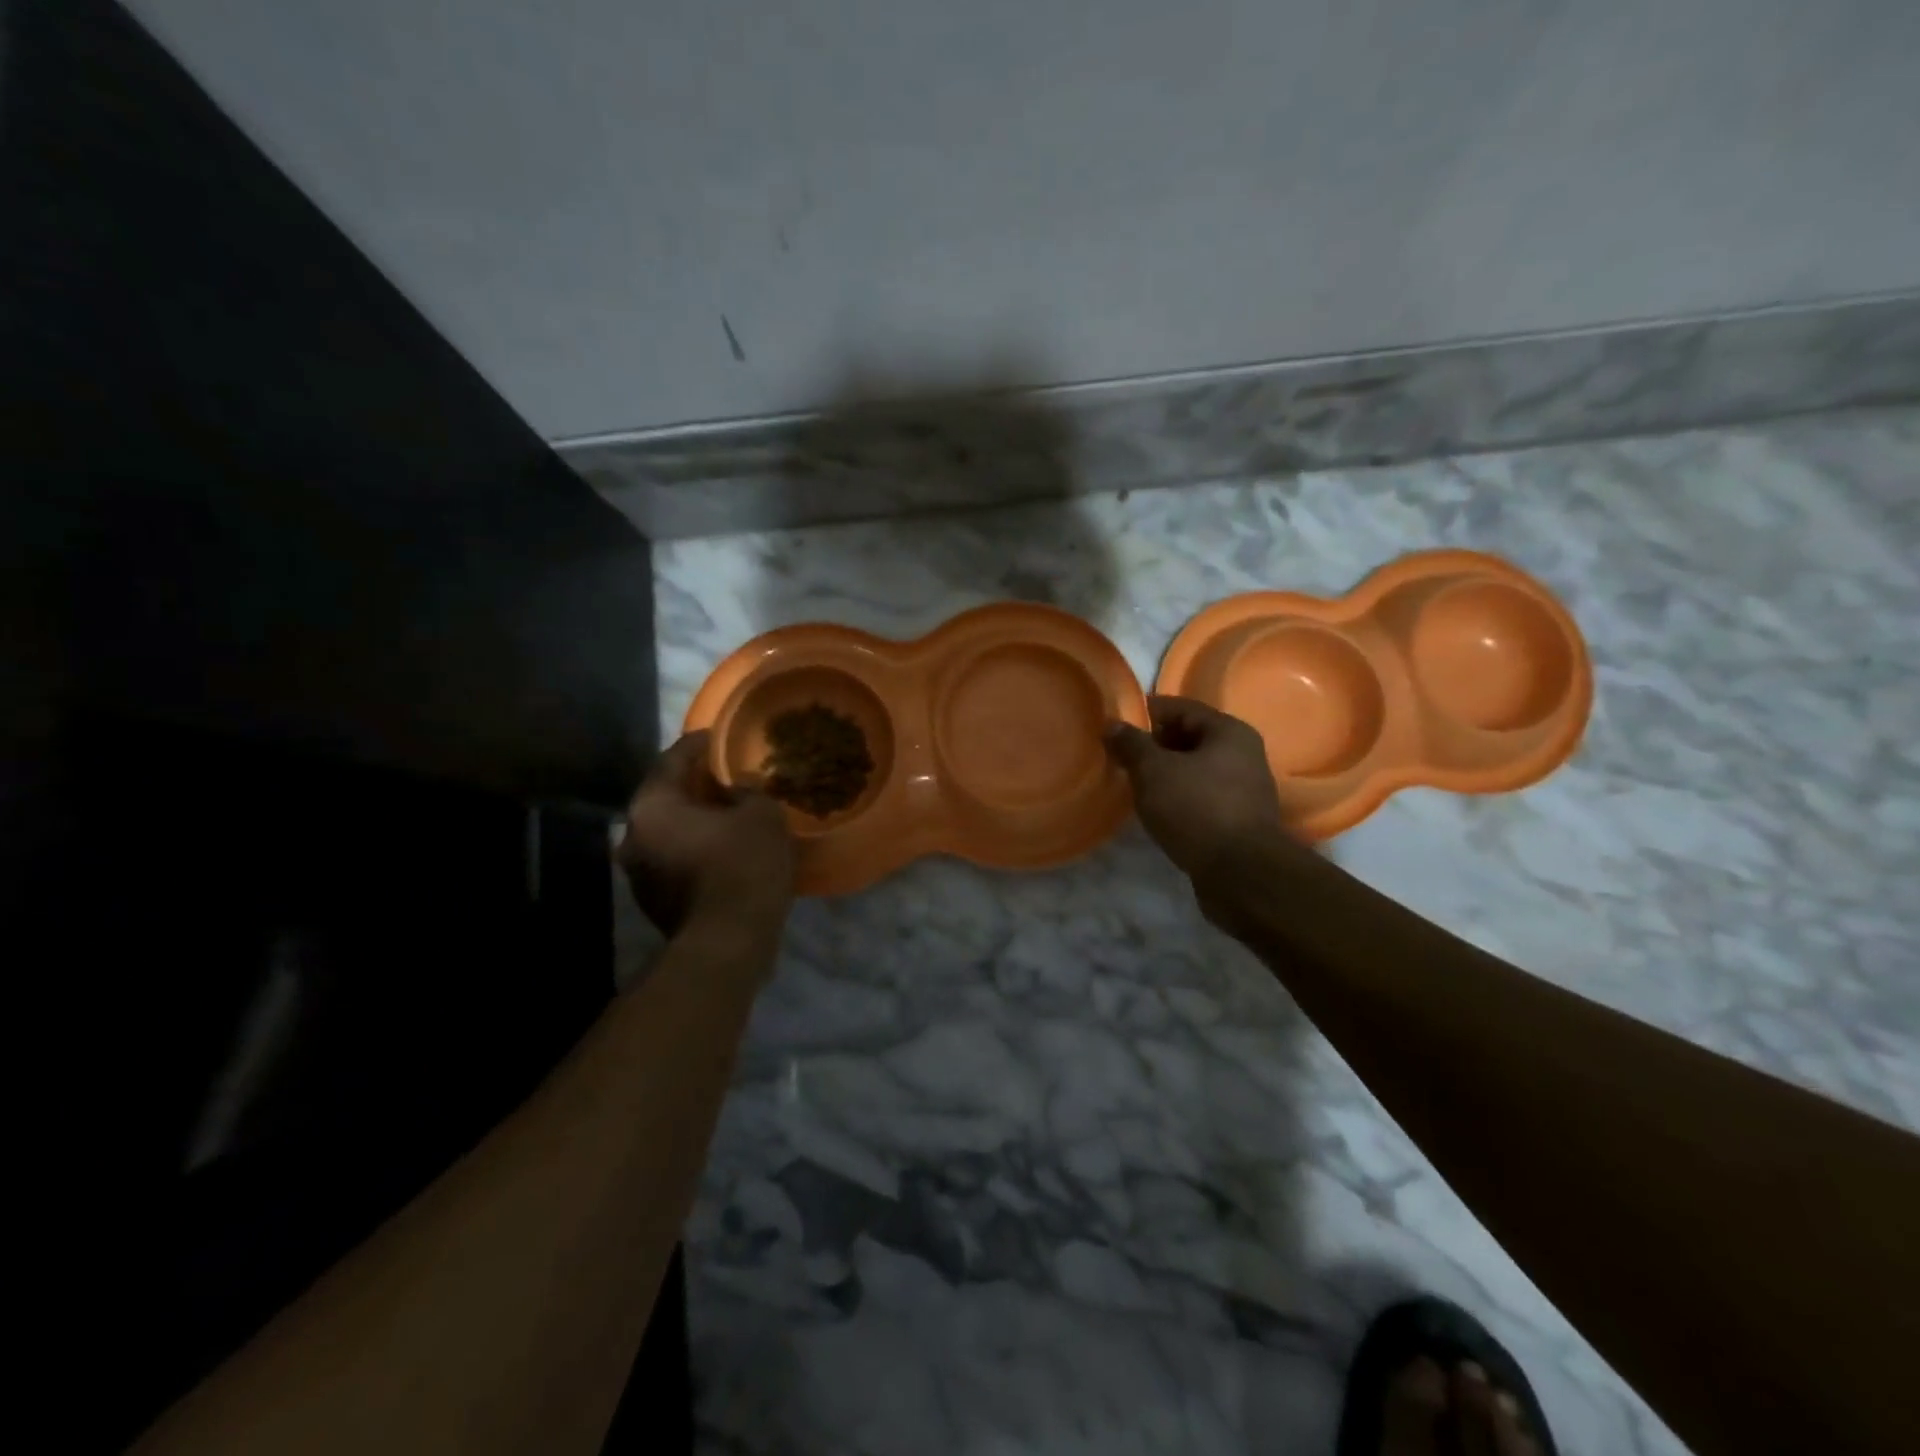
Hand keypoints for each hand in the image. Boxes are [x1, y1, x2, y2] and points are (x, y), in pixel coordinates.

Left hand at [615, 732, 795, 943]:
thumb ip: (748, 791)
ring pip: (668, 830)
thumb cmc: (742, 866)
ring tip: (728, 811)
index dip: (698, 744)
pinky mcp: (653, 901)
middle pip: (665, 796)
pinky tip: (724, 846)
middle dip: (694, 784)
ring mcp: (639, 873)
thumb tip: (737, 788)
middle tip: (725, 775)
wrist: (727, 943)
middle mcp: (632, 836)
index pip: (672, 760)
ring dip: (695, 818)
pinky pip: (675, 858)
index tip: (717, 735)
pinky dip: (696, 846)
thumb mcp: (762, 815)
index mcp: (652, 806)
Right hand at [1105, 695, 1288, 884]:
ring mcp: (1244, 788)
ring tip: (1134, 785)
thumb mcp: (1153, 770)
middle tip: (1120, 758)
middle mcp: (1243, 753)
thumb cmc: (1196, 808)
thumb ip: (1131, 744)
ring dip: (1165, 774)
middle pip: (1189, 737)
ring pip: (1195, 769)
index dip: (1145, 713)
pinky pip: (1201, 796)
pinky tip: (1157, 811)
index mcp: (1228, 731)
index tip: (1115, 726)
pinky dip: (1178, 797)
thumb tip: (1112, 724)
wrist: (1240, 873)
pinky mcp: (1238, 819)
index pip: (1180, 707)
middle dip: (1154, 746)